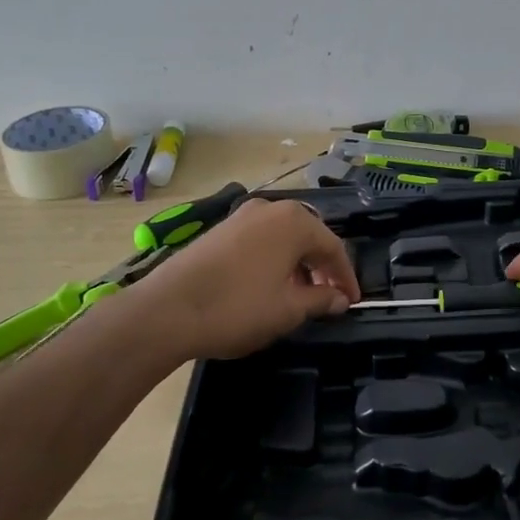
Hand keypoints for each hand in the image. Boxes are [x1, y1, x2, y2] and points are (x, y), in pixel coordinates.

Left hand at [132, 197, 360, 361]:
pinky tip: (268, 286)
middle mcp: (269, 209)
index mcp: (294, 222)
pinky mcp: (219, 230)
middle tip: (328, 298)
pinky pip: (260, 240)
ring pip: (282, 238)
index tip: (352, 302)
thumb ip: (320, 300)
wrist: (166, 310)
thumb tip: (339, 298)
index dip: (346, 277)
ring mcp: (241, 216)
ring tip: (299, 296)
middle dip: (322, 267)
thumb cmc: (237, 308)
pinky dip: (273, 260)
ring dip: (297, 264)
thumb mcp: (288, 309)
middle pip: (309, 237)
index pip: (334, 247)